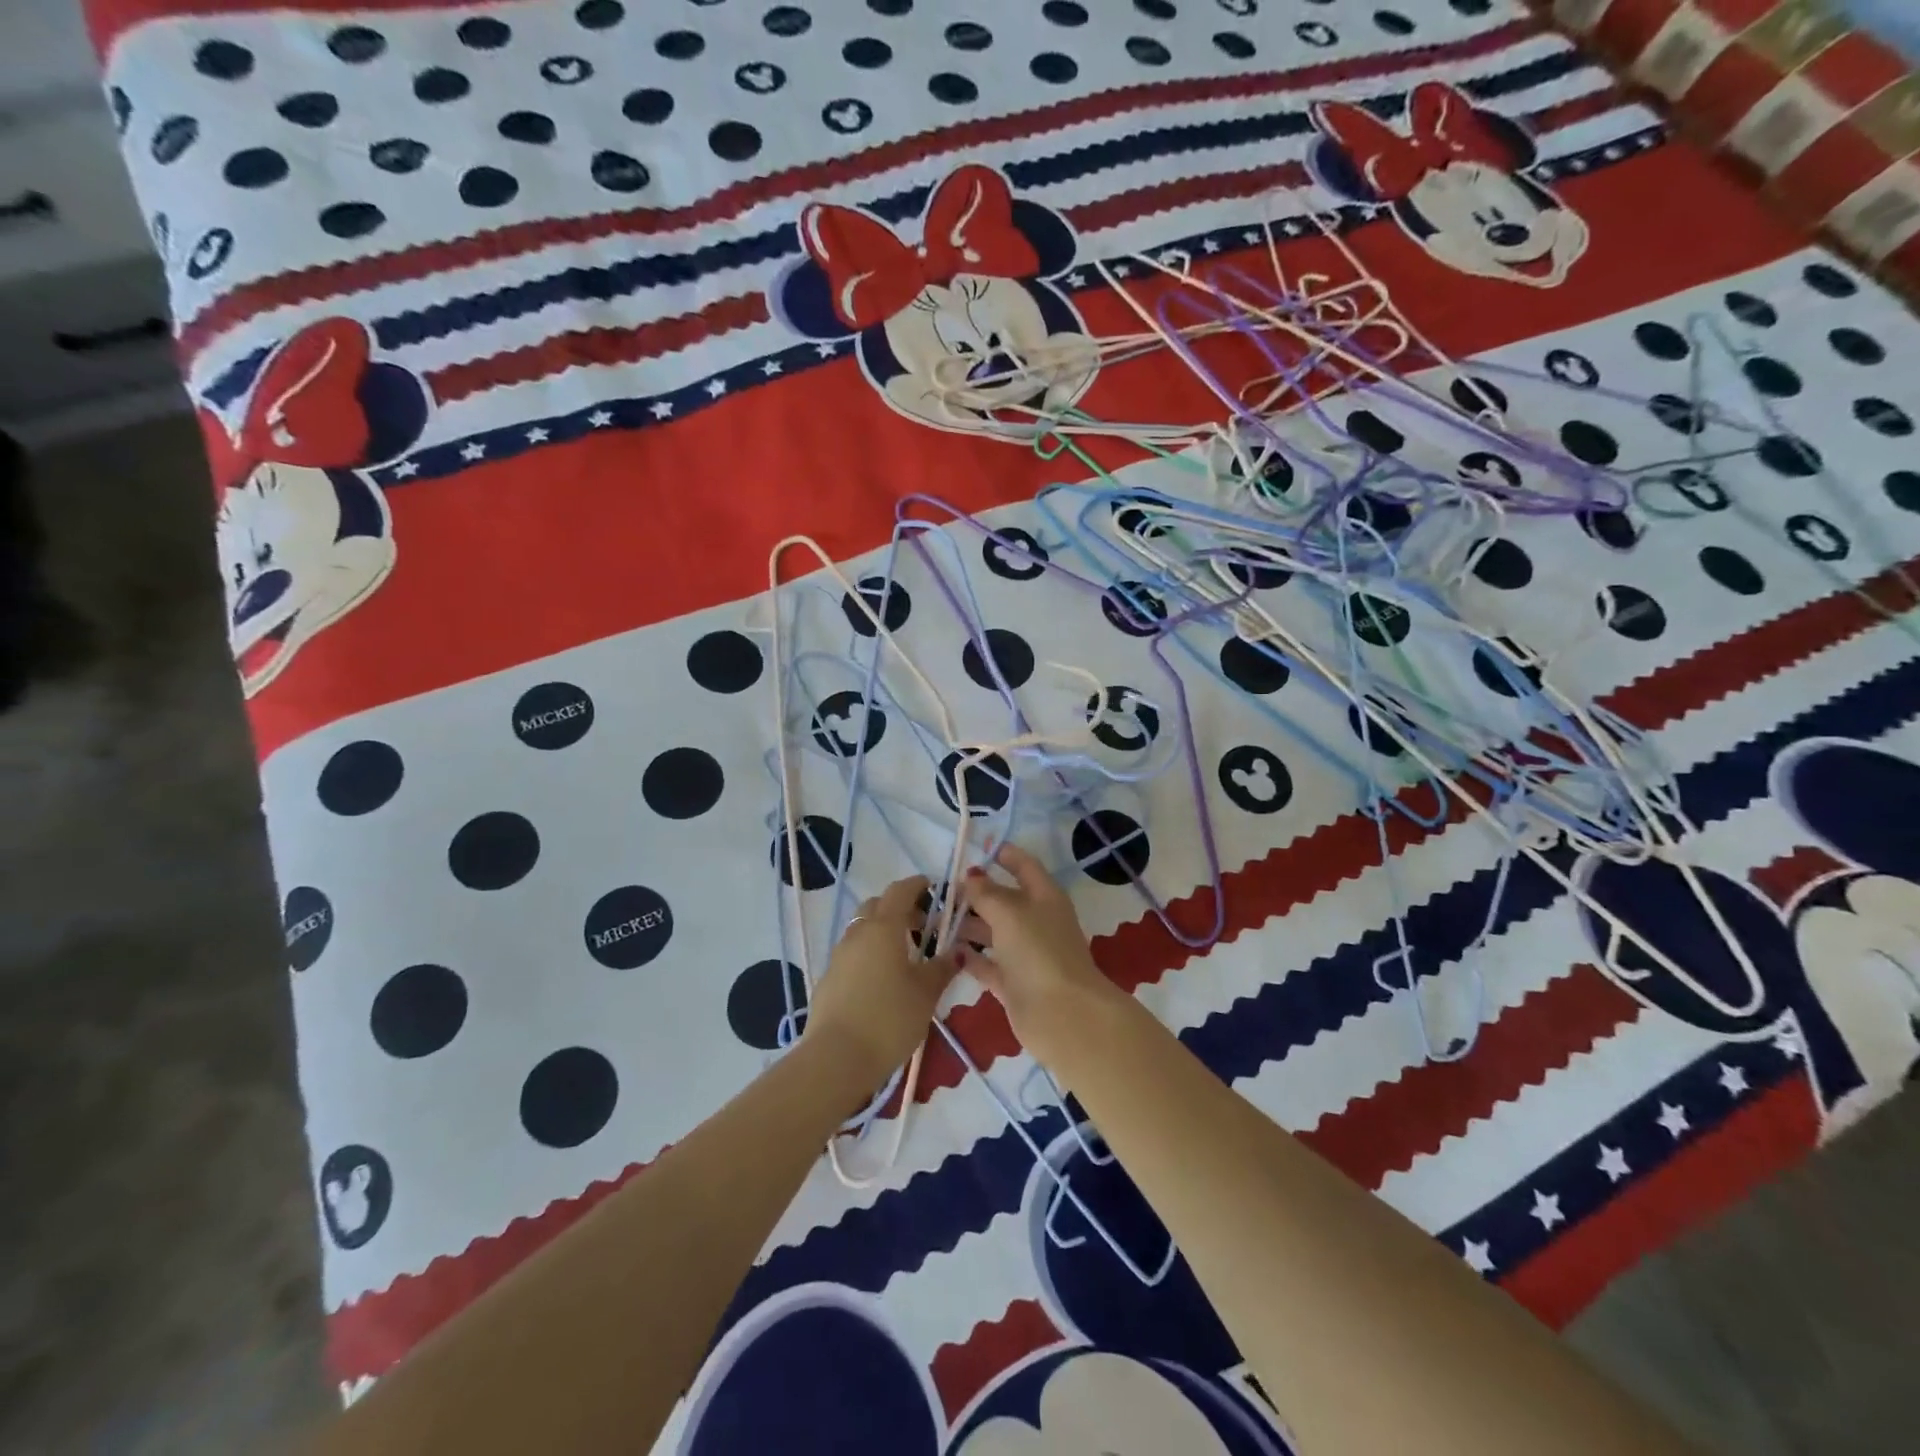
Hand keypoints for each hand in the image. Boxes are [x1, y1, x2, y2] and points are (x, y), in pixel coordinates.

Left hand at [804, 876, 959, 1088]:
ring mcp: (839, 956)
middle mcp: (858, 934)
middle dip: (899, 908)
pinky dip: (870, 954)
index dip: (917, 885)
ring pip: (862, 930)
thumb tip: (958, 951)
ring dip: (883, 932)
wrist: (836, 1058)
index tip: (933, 886)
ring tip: (905, 956)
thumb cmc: (889, 1018)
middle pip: (877, 906)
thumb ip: (942, 968)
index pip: (900, 891)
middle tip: (923, 926)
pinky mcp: (829, 979)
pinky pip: (853, 953)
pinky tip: (883, 980)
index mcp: (884, 928)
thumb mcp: (925, 994)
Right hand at [958, 844, 1121, 1064]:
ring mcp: (1026, 954)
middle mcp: (1036, 921)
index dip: (1003, 854)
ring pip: (993, 932)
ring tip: (934, 919)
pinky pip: (987, 964)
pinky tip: (945, 951)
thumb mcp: (1009, 912)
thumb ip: (986, 892)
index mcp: (1044, 896)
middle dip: (975, 893)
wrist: (1062, 1014)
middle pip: (1004, 900)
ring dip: (967, 925)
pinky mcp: (1014, 983)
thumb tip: (971, 875)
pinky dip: (969, 957)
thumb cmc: (1038, 951)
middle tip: (940, 890)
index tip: (976, 848)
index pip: (1024, 866)